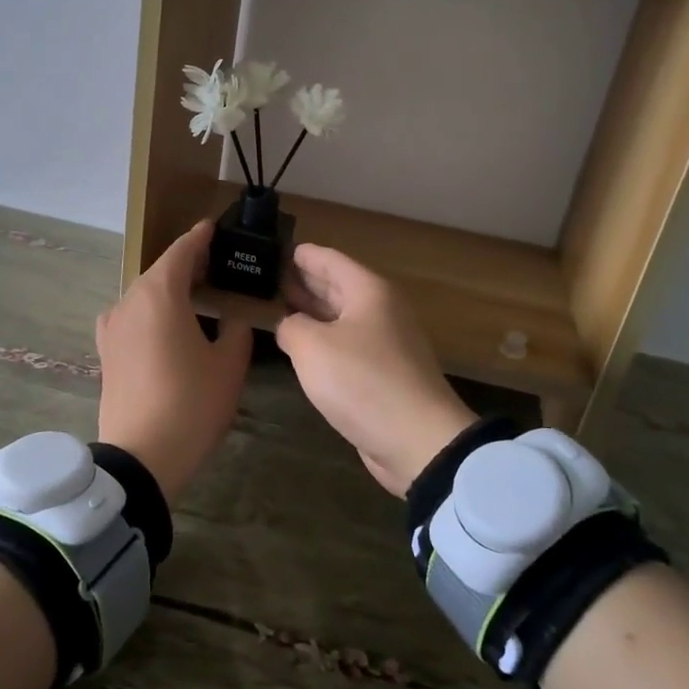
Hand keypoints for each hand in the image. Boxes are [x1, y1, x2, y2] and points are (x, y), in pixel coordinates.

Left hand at [96, 220, 251, 502]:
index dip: (199, 238)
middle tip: (218, 267)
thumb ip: (234, 329)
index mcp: (159, 294)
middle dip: (187, 265)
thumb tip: (230, 318)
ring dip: (170, 290)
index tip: (214, 228)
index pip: (181, 251)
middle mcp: (128, 301)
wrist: (141, 456)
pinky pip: (133, 317)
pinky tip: (171, 327)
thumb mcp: (228, 365)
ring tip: (199, 297)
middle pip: (160, 271)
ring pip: (144, 294)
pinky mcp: (106, 351)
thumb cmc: (191, 404)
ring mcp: (112, 327)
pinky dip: (153, 312)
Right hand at [275, 245, 474, 497]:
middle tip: (270, 276)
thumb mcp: (312, 347)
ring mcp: (385, 343)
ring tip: (279, 306)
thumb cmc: (362, 380)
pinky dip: (324, 340)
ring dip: (313, 312)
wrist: (417, 440)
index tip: (277, 248)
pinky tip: (302, 347)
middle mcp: (380, 310)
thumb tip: (290, 326)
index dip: (303, 254)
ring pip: (342, 317)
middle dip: (305, 281)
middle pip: (338, 286)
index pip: (330, 260)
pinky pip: (347, 345)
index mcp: (369, 292)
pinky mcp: (383, 374)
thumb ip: (291, 327)